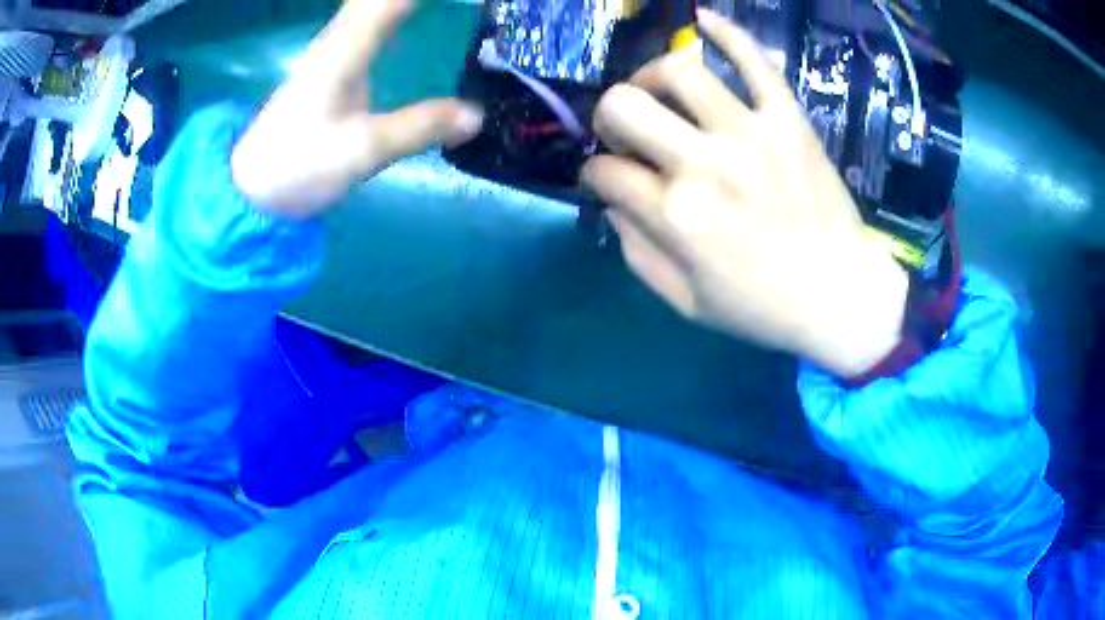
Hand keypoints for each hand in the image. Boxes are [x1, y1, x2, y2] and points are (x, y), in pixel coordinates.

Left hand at [231, 0, 482, 218]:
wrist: (253, 189)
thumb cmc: (299, 166)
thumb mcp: (362, 151)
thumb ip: (419, 128)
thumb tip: (479, 115)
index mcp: (347, 49)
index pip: (394, 0)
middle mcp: (339, 38)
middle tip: (464, 2)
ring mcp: (332, 50)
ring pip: (369, 2)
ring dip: (399, 0)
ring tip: (445, 5)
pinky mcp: (331, 65)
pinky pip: (368, 18)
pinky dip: (393, 8)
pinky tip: (406, 12)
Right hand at [581, 9, 907, 377]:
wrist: (842, 297)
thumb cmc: (762, 307)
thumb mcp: (685, 301)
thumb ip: (636, 251)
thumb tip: (615, 202)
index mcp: (677, 216)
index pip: (604, 172)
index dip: (595, 176)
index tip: (607, 181)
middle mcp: (707, 163)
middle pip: (624, 105)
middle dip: (608, 116)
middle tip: (625, 132)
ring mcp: (752, 134)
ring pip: (680, 70)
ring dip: (651, 76)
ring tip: (658, 92)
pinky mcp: (789, 120)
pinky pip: (756, 60)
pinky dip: (728, 33)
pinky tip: (704, 21)